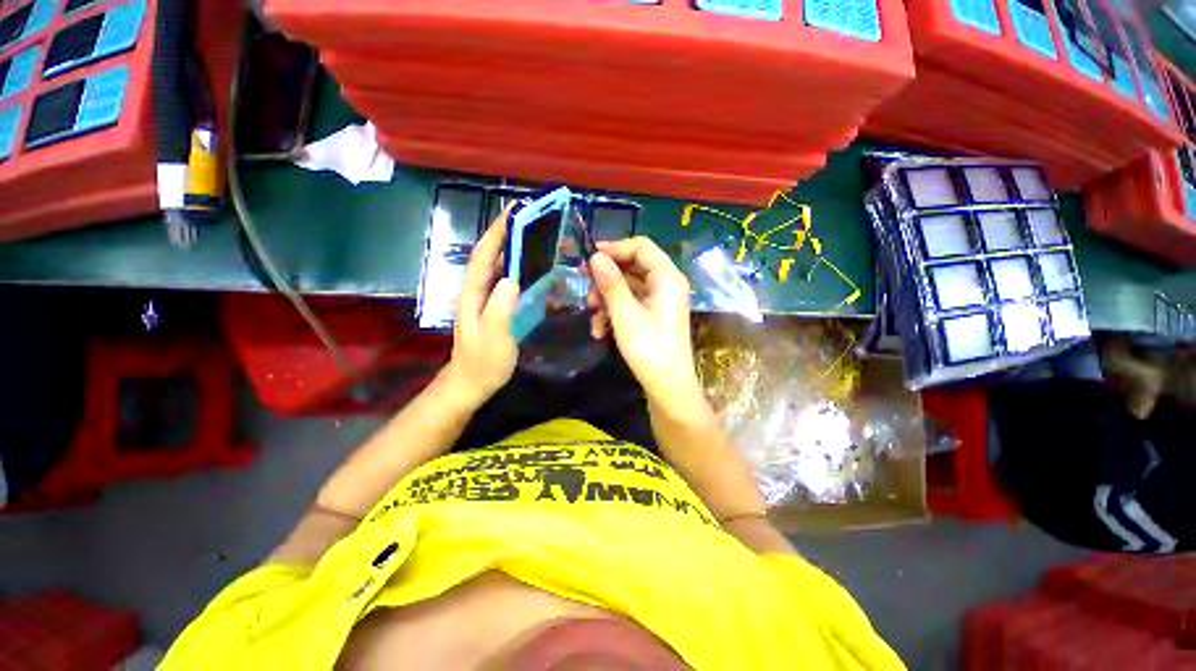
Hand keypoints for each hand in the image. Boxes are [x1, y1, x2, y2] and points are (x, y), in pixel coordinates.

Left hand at [441, 206, 519, 408]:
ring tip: (540, 239)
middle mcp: (478, 290)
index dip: (496, 231)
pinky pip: (509, 282)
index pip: (483, 255)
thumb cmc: (481, 363)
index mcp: (473, 293)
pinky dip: (522, 270)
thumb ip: (499, 310)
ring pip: (501, 266)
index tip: (514, 211)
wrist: (471, 383)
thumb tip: (511, 280)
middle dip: (509, 234)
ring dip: (517, 250)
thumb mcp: (492, 340)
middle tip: (534, 221)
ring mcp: (487, 298)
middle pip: (492, 255)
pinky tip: (538, 271)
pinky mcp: (497, 306)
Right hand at [588, 238, 703, 410]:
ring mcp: (661, 301)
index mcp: (667, 277)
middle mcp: (667, 284)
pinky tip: (600, 331)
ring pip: (629, 287)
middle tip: (586, 288)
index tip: (590, 257)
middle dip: (607, 278)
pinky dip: (615, 312)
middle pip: (633, 266)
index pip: (641, 246)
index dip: (615, 248)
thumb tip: (596, 257)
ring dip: (607, 298)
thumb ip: (611, 283)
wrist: (668, 387)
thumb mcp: (625, 314)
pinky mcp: (654, 316)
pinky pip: (632, 304)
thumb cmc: (649, 349)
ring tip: (592, 315)